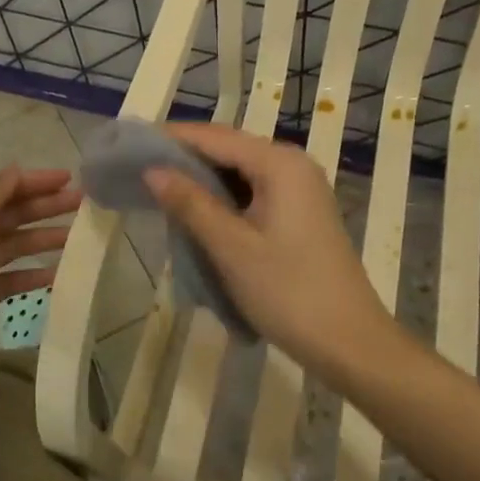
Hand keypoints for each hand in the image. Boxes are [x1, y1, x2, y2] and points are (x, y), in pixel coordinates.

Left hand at [0, 167, 79, 353]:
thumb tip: (15, 170)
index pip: (3, 188)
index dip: (36, 181)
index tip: (69, 179)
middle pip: (12, 214)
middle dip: (46, 206)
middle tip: (82, 203)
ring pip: (17, 244)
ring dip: (46, 237)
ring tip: (77, 237)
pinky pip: (16, 275)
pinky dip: (36, 272)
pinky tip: (59, 273)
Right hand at [143, 124, 397, 376]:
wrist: (350, 342)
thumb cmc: (289, 292)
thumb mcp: (232, 248)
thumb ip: (191, 204)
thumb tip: (153, 170)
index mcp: (280, 164)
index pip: (215, 137)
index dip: (171, 138)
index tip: (129, 145)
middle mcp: (293, 166)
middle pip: (229, 150)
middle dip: (184, 159)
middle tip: (137, 170)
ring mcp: (301, 191)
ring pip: (240, 174)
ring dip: (202, 182)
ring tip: (158, 192)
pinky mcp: (300, 216)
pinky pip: (253, 194)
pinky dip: (223, 201)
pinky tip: (197, 216)